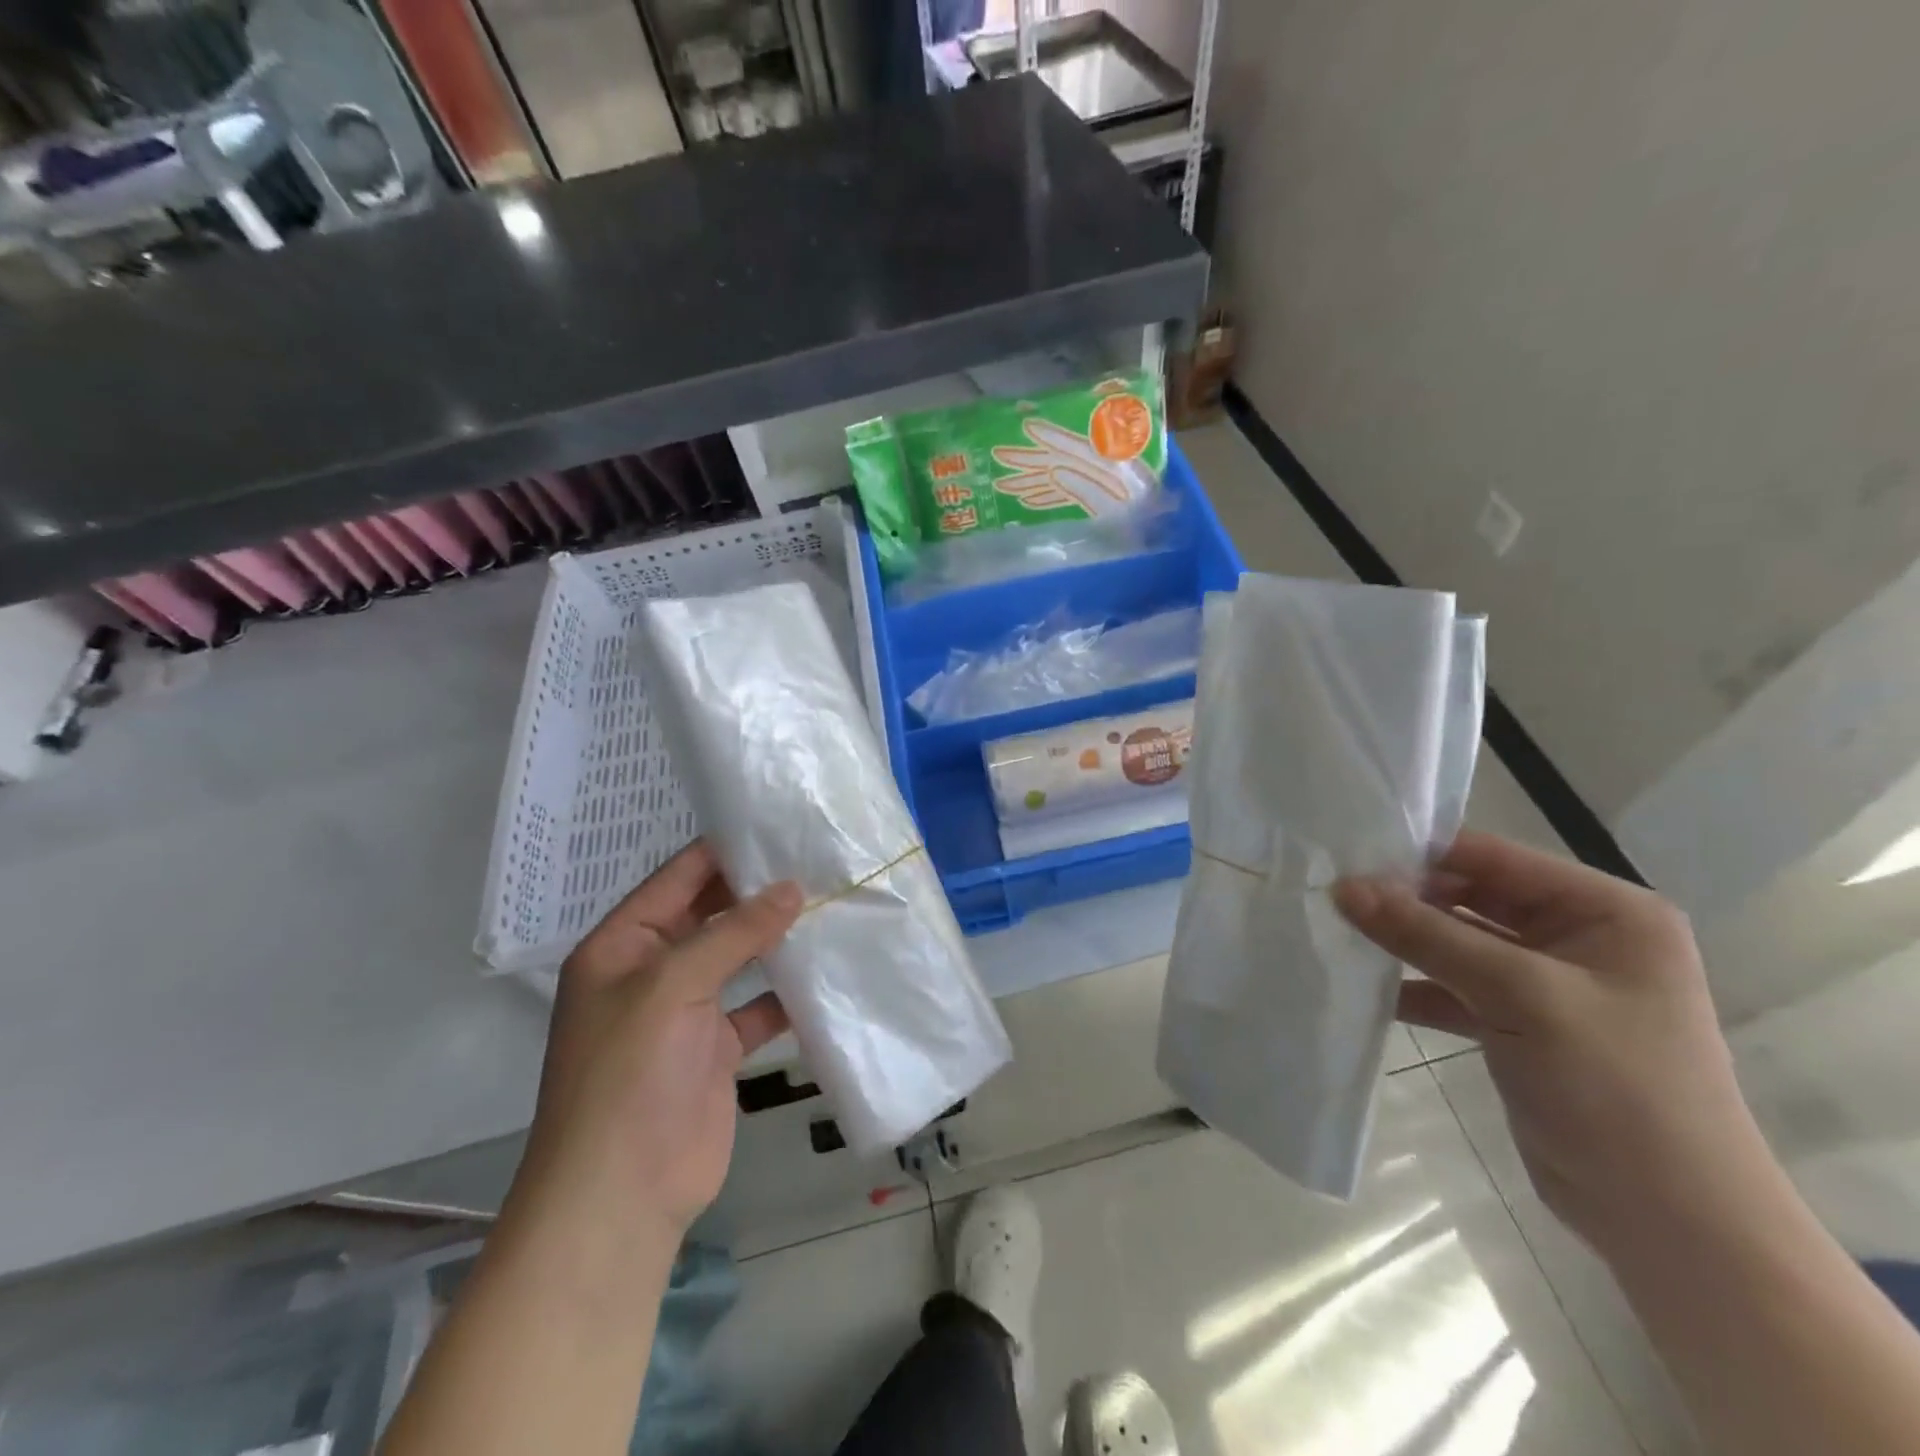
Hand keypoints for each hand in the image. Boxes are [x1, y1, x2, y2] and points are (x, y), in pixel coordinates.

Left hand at [509, 840, 801, 1255]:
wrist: (621, 1195)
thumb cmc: (629, 1075)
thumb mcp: (672, 986)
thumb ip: (734, 933)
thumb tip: (791, 888)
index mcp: (622, 946)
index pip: (677, 879)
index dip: (723, 851)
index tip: (778, 826)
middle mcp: (652, 970)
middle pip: (710, 915)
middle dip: (757, 892)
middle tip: (817, 860)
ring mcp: (686, 1011)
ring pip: (738, 958)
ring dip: (776, 939)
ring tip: (830, 904)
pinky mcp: (716, 1048)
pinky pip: (757, 1006)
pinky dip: (787, 993)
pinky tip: (826, 973)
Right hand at [1333, 831, 1769, 1255]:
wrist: (1671, 1225)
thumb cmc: (1617, 1088)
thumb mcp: (1520, 996)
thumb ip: (1428, 935)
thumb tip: (1344, 887)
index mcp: (1606, 912)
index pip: (1495, 858)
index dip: (1421, 854)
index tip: (1347, 857)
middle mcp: (1578, 937)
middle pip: (1471, 896)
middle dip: (1405, 898)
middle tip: (1332, 896)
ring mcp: (1547, 984)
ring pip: (1456, 942)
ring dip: (1402, 941)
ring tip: (1335, 932)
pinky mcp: (1519, 1025)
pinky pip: (1453, 986)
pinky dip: (1412, 985)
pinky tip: (1363, 985)